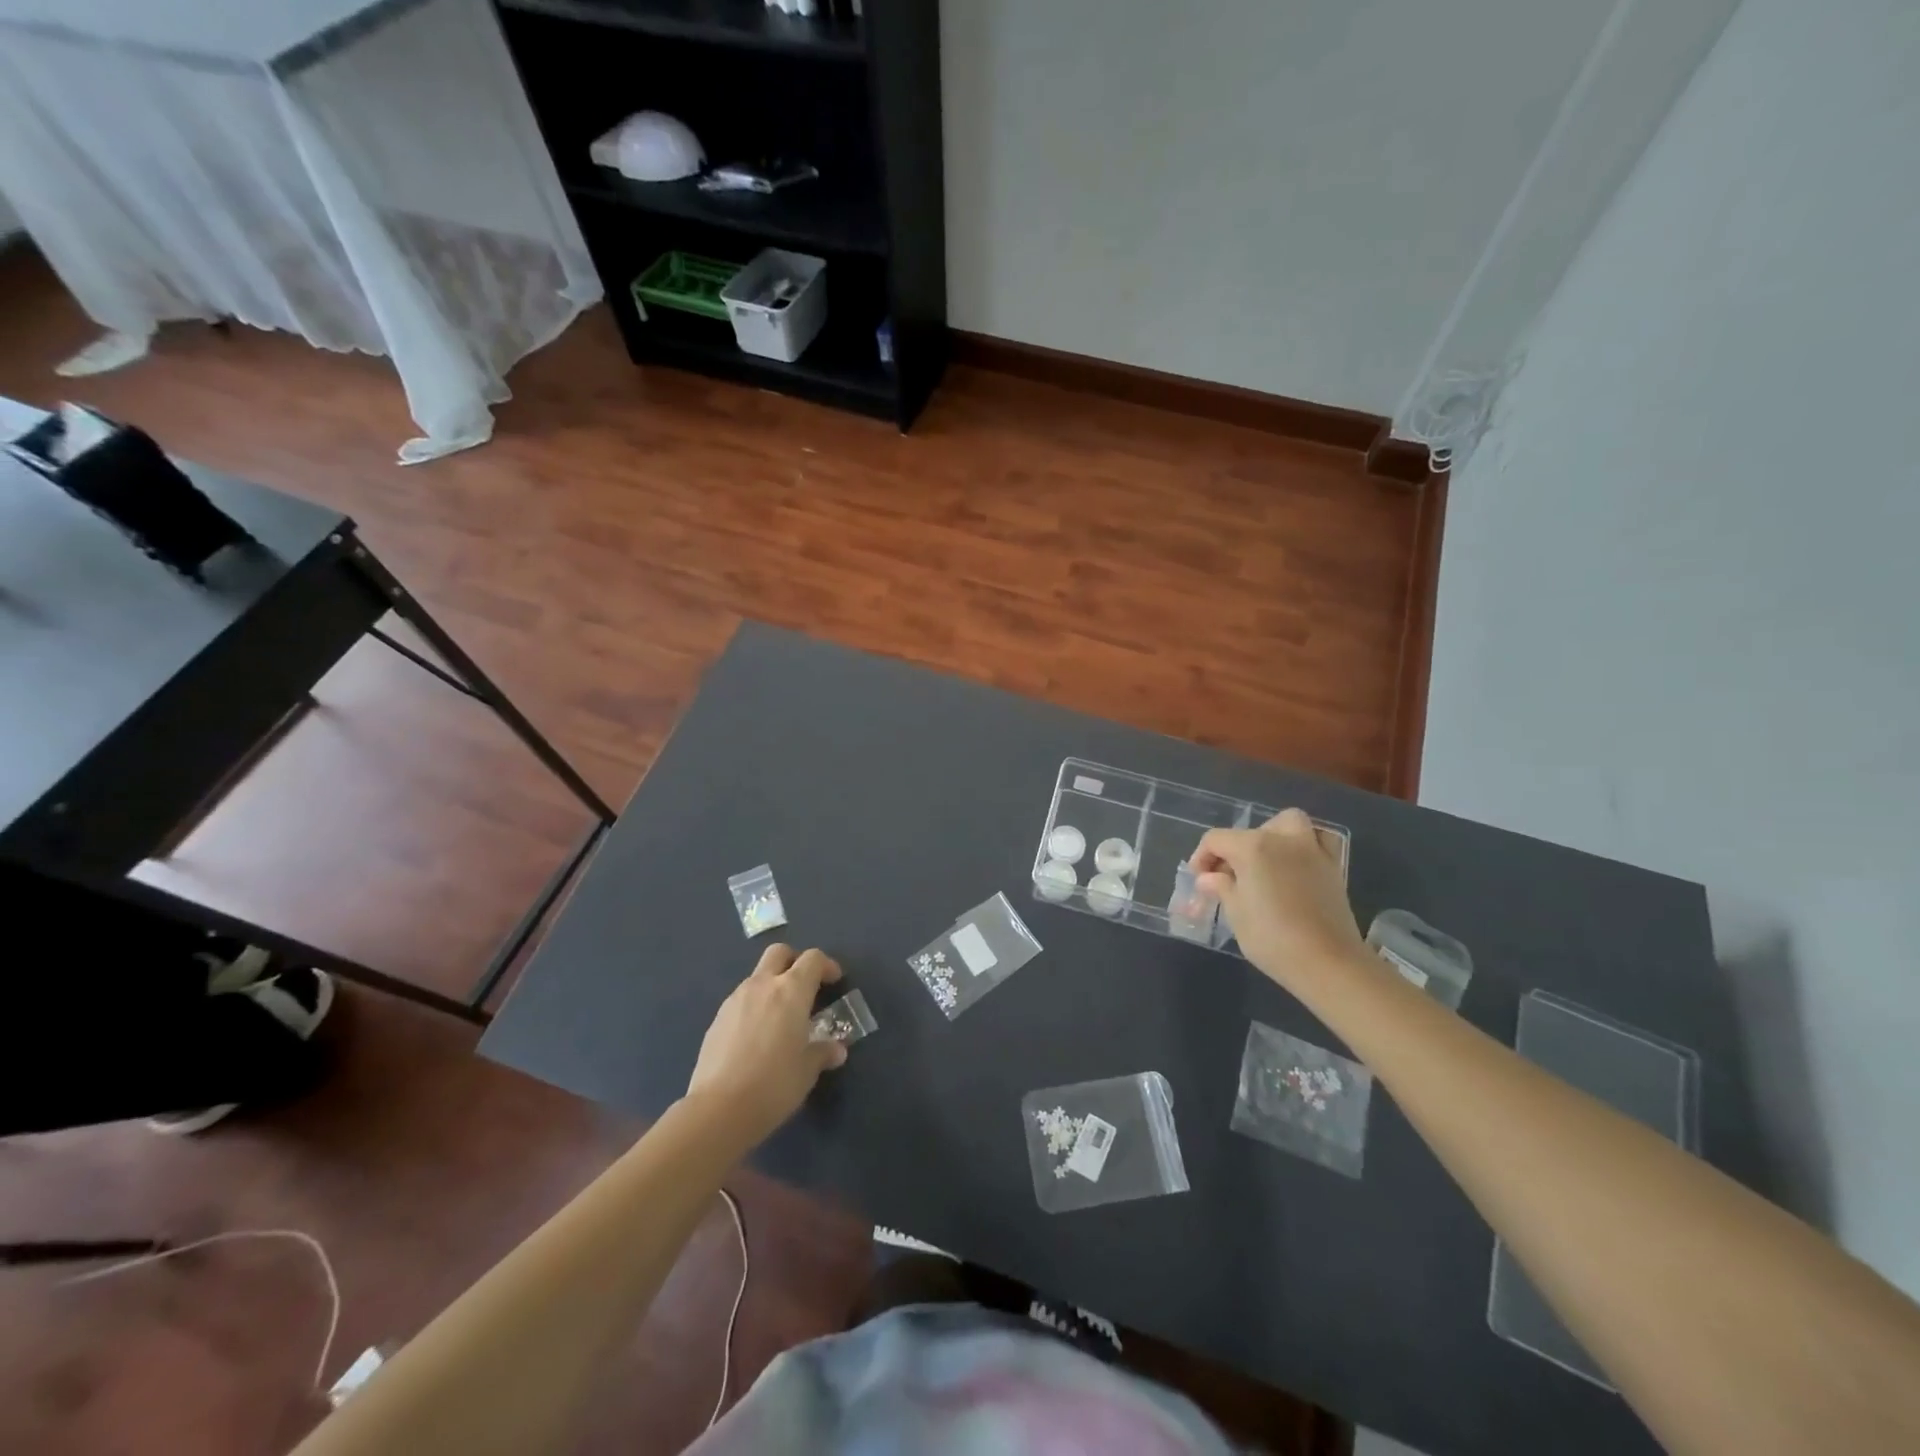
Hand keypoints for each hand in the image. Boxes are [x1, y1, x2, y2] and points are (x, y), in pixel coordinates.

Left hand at [685, 944, 847, 1143]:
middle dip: (794, 961)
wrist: (718, 1110)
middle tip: (805, 985)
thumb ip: (823, 1053)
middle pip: (779, 953)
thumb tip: (836, 1050)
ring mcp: (735, 1000)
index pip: (812, 959)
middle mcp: (762, 986)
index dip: (827, 965)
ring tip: (781, 1018)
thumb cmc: (774, 1084)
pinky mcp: (717, 1019)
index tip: (835, 981)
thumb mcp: (807, 1071)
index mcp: (791, 991)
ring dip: (772, 986)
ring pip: (757, 976)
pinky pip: (741, 1000)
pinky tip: (757, 1036)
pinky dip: (754, 1007)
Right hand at [1191, 809, 1367, 987]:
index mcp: (1252, 847)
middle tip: (1229, 877)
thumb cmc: (1272, 938)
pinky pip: (1318, 840)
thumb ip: (1221, 888)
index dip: (1201, 857)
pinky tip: (1296, 866)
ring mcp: (1312, 850)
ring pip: (1289, 823)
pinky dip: (1305, 845)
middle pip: (1250, 831)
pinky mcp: (1333, 867)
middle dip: (1234, 849)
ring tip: (1264, 862)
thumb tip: (1209, 878)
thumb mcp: (1236, 914)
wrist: (1328, 963)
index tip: (1199, 881)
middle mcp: (1282, 839)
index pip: (1216, 839)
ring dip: (1273, 835)